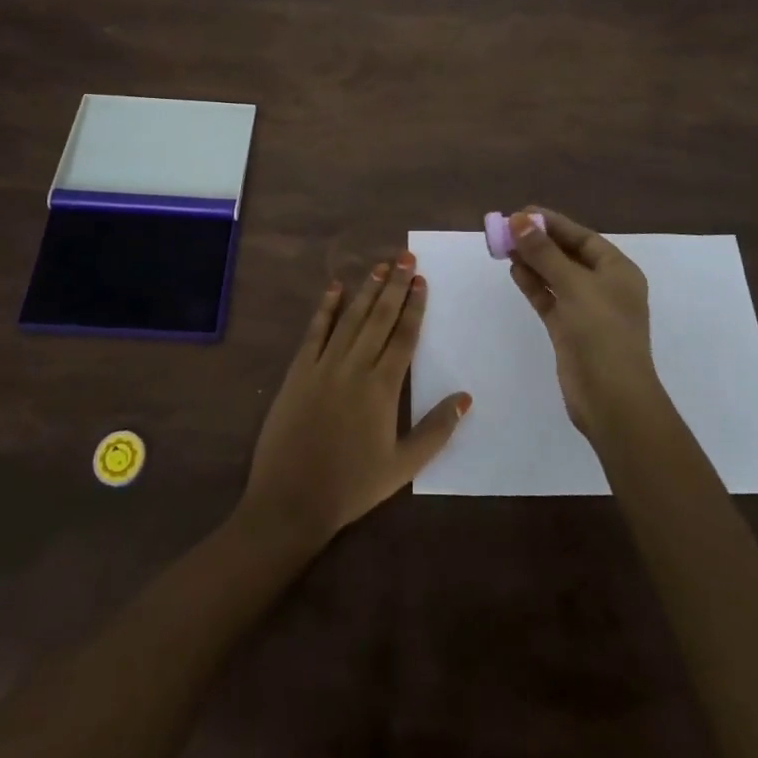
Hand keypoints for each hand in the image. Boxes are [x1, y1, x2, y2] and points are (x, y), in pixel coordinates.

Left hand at [240, 255, 470, 547]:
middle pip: (379, 317)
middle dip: (394, 285)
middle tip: (405, 257)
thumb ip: (437, 430)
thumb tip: (466, 397)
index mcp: (383, 387)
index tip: (421, 280)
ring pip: (350, 318)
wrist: (291, 500)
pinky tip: (334, 288)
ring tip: (380, 266)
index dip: (414, 306)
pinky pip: (315, 332)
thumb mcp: (404, 466)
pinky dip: (325, 308)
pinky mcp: (298, 371)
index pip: (403, 335)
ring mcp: (324, 365)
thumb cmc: (352, 486)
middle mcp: (355, 366)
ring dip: (366, 289)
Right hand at [506, 207, 663, 440]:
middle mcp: (604, 286)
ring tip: (504, 246)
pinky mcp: (569, 330)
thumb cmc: (602, 333)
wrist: (612, 399)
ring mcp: (586, 310)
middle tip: (506, 228)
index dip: (552, 223)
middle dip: (538, 241)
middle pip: (567, 255)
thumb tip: (518, 220)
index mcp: (618, 271)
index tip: (521, 212)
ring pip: (555, 276)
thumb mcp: (574, 285)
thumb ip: (544, 252)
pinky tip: (514, 271)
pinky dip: (533, 284)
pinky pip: (549, 298)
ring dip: (532, 261)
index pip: (582, 237)